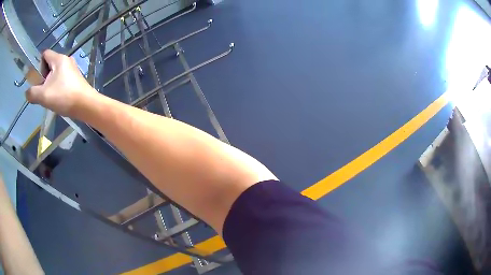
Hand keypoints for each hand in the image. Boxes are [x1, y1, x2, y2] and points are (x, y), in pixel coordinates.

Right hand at [26, 50, 96, 116]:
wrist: (85, 105)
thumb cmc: (63, 96)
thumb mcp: (43, 95)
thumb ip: (32, 93)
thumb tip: (27, 92)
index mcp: (59, 59)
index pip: (45, 54)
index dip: (37, 63)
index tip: (34, 78)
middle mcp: (66, 60)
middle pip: (49, 63)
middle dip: (42, 75)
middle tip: (40, 89)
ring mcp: (72, 68)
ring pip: (55, 72)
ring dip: (48, 82)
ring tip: (47, 95)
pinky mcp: (75, 77)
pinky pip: (61, 78)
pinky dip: (56, 85)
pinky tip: (56, 97)